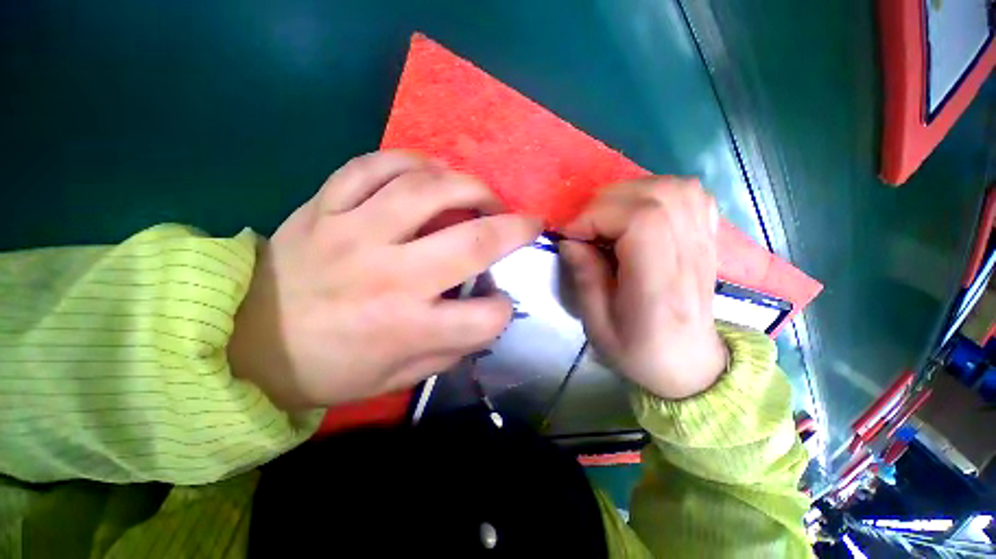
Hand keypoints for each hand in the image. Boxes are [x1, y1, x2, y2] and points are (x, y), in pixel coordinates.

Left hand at [228, 151, 541, 409]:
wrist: (244, 342)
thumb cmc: (327, 369)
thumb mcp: (397, 378)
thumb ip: (448, 350)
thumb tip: (483, 319)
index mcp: (406, 327)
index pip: (484, 318)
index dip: (502, 312)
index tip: (500, 306)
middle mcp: (388, 276)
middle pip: (472, 242)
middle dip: (515, 230)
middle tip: (528, 222)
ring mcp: (353, 233)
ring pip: (427, 189)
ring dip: (470, 186)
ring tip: (482, 195)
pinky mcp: (323, 207)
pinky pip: (373, 166)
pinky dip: (411, 162)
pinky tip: (429, 171)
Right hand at [560, 177, 727, 399]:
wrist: (688, 364)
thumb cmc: (638, 351)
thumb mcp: (597, 324)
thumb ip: (585, 277)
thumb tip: (570, 240)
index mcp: (658, 284)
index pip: (641, 221)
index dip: (597, 216)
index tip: (571, 234)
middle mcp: (688, 255)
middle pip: (656, 197)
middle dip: (606, 203)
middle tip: (585, 226)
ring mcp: (704, 243)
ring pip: (675, 187)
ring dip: (631, 193)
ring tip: (608, 217)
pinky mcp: (707, 238)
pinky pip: (692, 194)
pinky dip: (659, 192)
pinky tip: (640, 212)